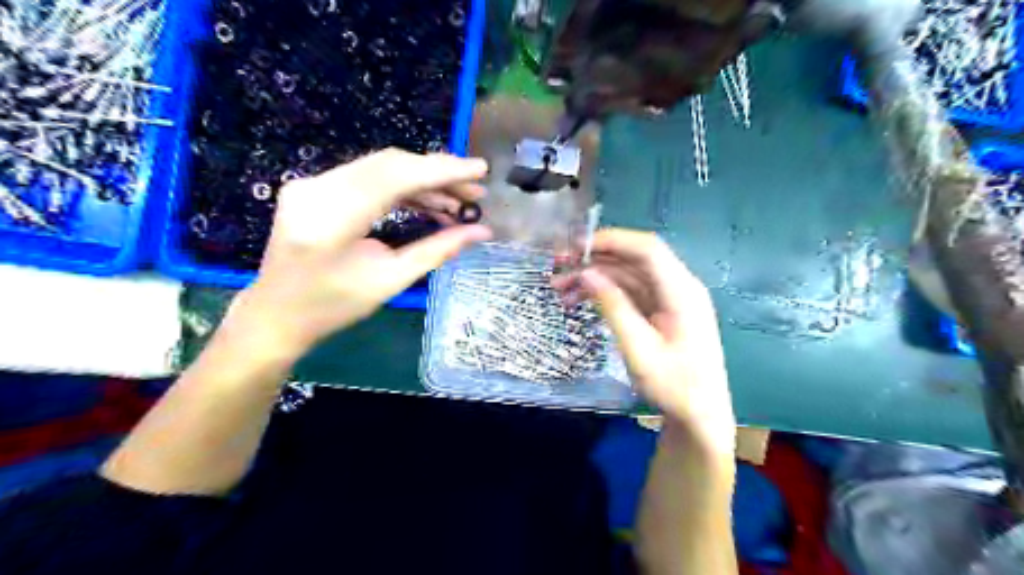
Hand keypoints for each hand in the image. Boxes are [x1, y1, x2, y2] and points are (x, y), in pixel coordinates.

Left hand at [229, 149, 491, 359]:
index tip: (480, 170)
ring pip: (382, 168)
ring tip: (458, 203)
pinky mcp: (316, 186)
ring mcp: (312, 183)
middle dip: (439, 175)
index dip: (442, 170)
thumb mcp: (391, 281)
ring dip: (424, 182)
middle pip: (390, 164)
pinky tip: (429, 203)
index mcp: (332, 219)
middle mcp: (317, 189)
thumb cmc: (333, 307)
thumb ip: (437, 250)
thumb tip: (481, 231)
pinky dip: (403, 187)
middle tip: (475, 193)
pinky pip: (369, 177)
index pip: (395, 177)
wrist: (277, 313)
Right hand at [558, 231, 730, 455]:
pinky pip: (629, 292)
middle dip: (596, 258)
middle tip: (558, 265)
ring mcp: (669, 299)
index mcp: (682, 291)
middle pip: (634, 259)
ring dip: (595, 277)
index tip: (576, 247)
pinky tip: (578, 299)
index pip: (647, 249)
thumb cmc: (674, 386)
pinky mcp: (660, 311)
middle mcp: (678, 287)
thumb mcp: (639, 349)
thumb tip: (586, 273)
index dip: (612, 241)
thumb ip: (613, 307)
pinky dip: (604, 293)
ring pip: (627, 275)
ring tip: (559, 288)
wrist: (699, 416)